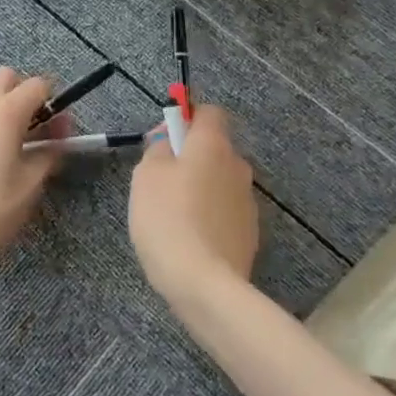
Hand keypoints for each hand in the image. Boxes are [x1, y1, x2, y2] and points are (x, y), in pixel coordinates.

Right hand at [129, 104, 258, 311]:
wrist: (204, 283)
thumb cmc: (167, 218)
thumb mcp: (146, 175)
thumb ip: (157, 149)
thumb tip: (169, 144)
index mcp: (213, 145)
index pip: (209, 112)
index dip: (187, 118)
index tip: (164, 139)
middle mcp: (237, 166)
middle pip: (214, 149)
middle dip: (190, 157)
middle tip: (159, 180)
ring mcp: (248, 202)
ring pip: (219, 181)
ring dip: (200, 188)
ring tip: (172, 214)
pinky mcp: (249, 233)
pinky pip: (224, 211)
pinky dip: (209, 215)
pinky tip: (189, 237)